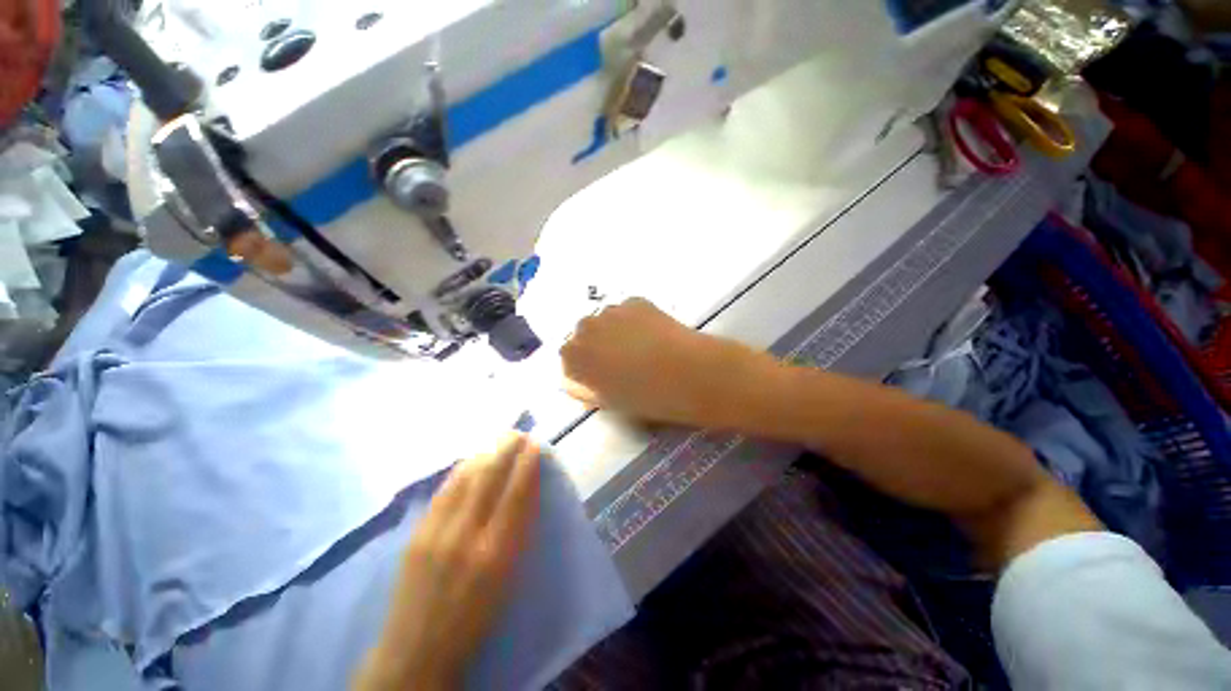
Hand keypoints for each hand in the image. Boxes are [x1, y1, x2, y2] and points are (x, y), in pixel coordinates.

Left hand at [354, 434, 540, 690]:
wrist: (416, 649)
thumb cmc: (476, 617)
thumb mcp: (509, 577)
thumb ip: (519, 530)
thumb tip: (529, 488)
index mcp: (495, 553)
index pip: (516, 493)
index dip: (527, 464)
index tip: (536, 444)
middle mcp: (465, 536)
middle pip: (489, 477)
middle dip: (506, 448)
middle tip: (518, 432)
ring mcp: (436, 531)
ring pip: (464, 477)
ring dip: (485, 453)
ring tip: (498, 440)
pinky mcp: (416, 532)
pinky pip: (444, 490)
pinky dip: (462, 469)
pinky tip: (471, 460)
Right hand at [561, 298, 757, 426]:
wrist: (687, 374)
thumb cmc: (645, 397)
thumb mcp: (606, 400)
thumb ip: (584, 385)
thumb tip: (578, 376)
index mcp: (572, 359)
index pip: (566, 359)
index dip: (584, 366)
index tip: (598, 374)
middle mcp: (583, 330)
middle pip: (583, 335)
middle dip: (596, 345)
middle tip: (619, 359)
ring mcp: (609, 312)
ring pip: (604, 321)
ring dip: (613, 330)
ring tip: (639, 345)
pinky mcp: (633, 301)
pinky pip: (626, 311)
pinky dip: (633, 320)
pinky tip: (652, 334)